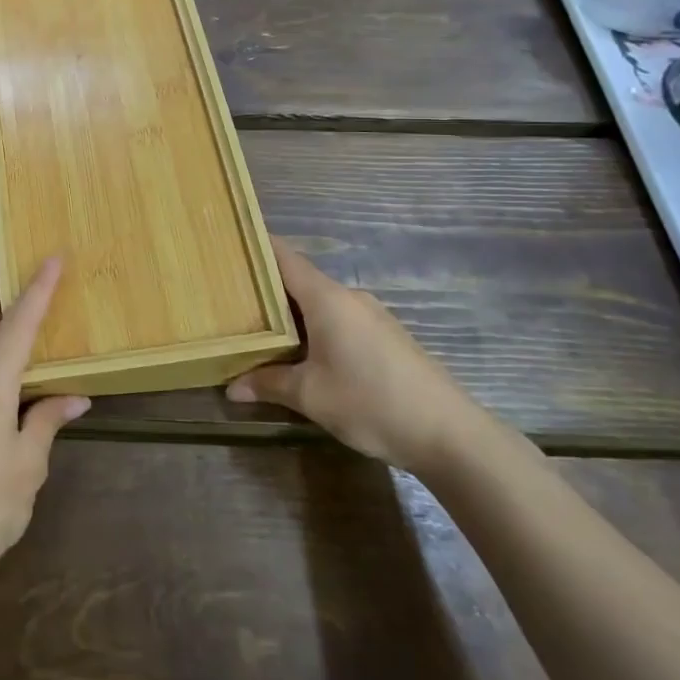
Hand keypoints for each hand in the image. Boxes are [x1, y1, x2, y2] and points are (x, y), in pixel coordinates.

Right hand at [227, 238, 484, 474]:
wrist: (450, 434)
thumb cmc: (371, 402)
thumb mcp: (310, 396)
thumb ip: (268, 384)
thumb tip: (231, 388)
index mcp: (327, 298)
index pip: (284, 256)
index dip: (256, 247)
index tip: (228, 245)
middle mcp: (349, 297)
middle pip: (299, 280)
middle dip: (266, 289)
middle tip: (230, 299)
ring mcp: (371, 316)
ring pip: (320, 303)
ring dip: (291, 314)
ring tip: (258, 329)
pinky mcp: (385, 337)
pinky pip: (339, 320)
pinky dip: (315, 328)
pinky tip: (302, 353)